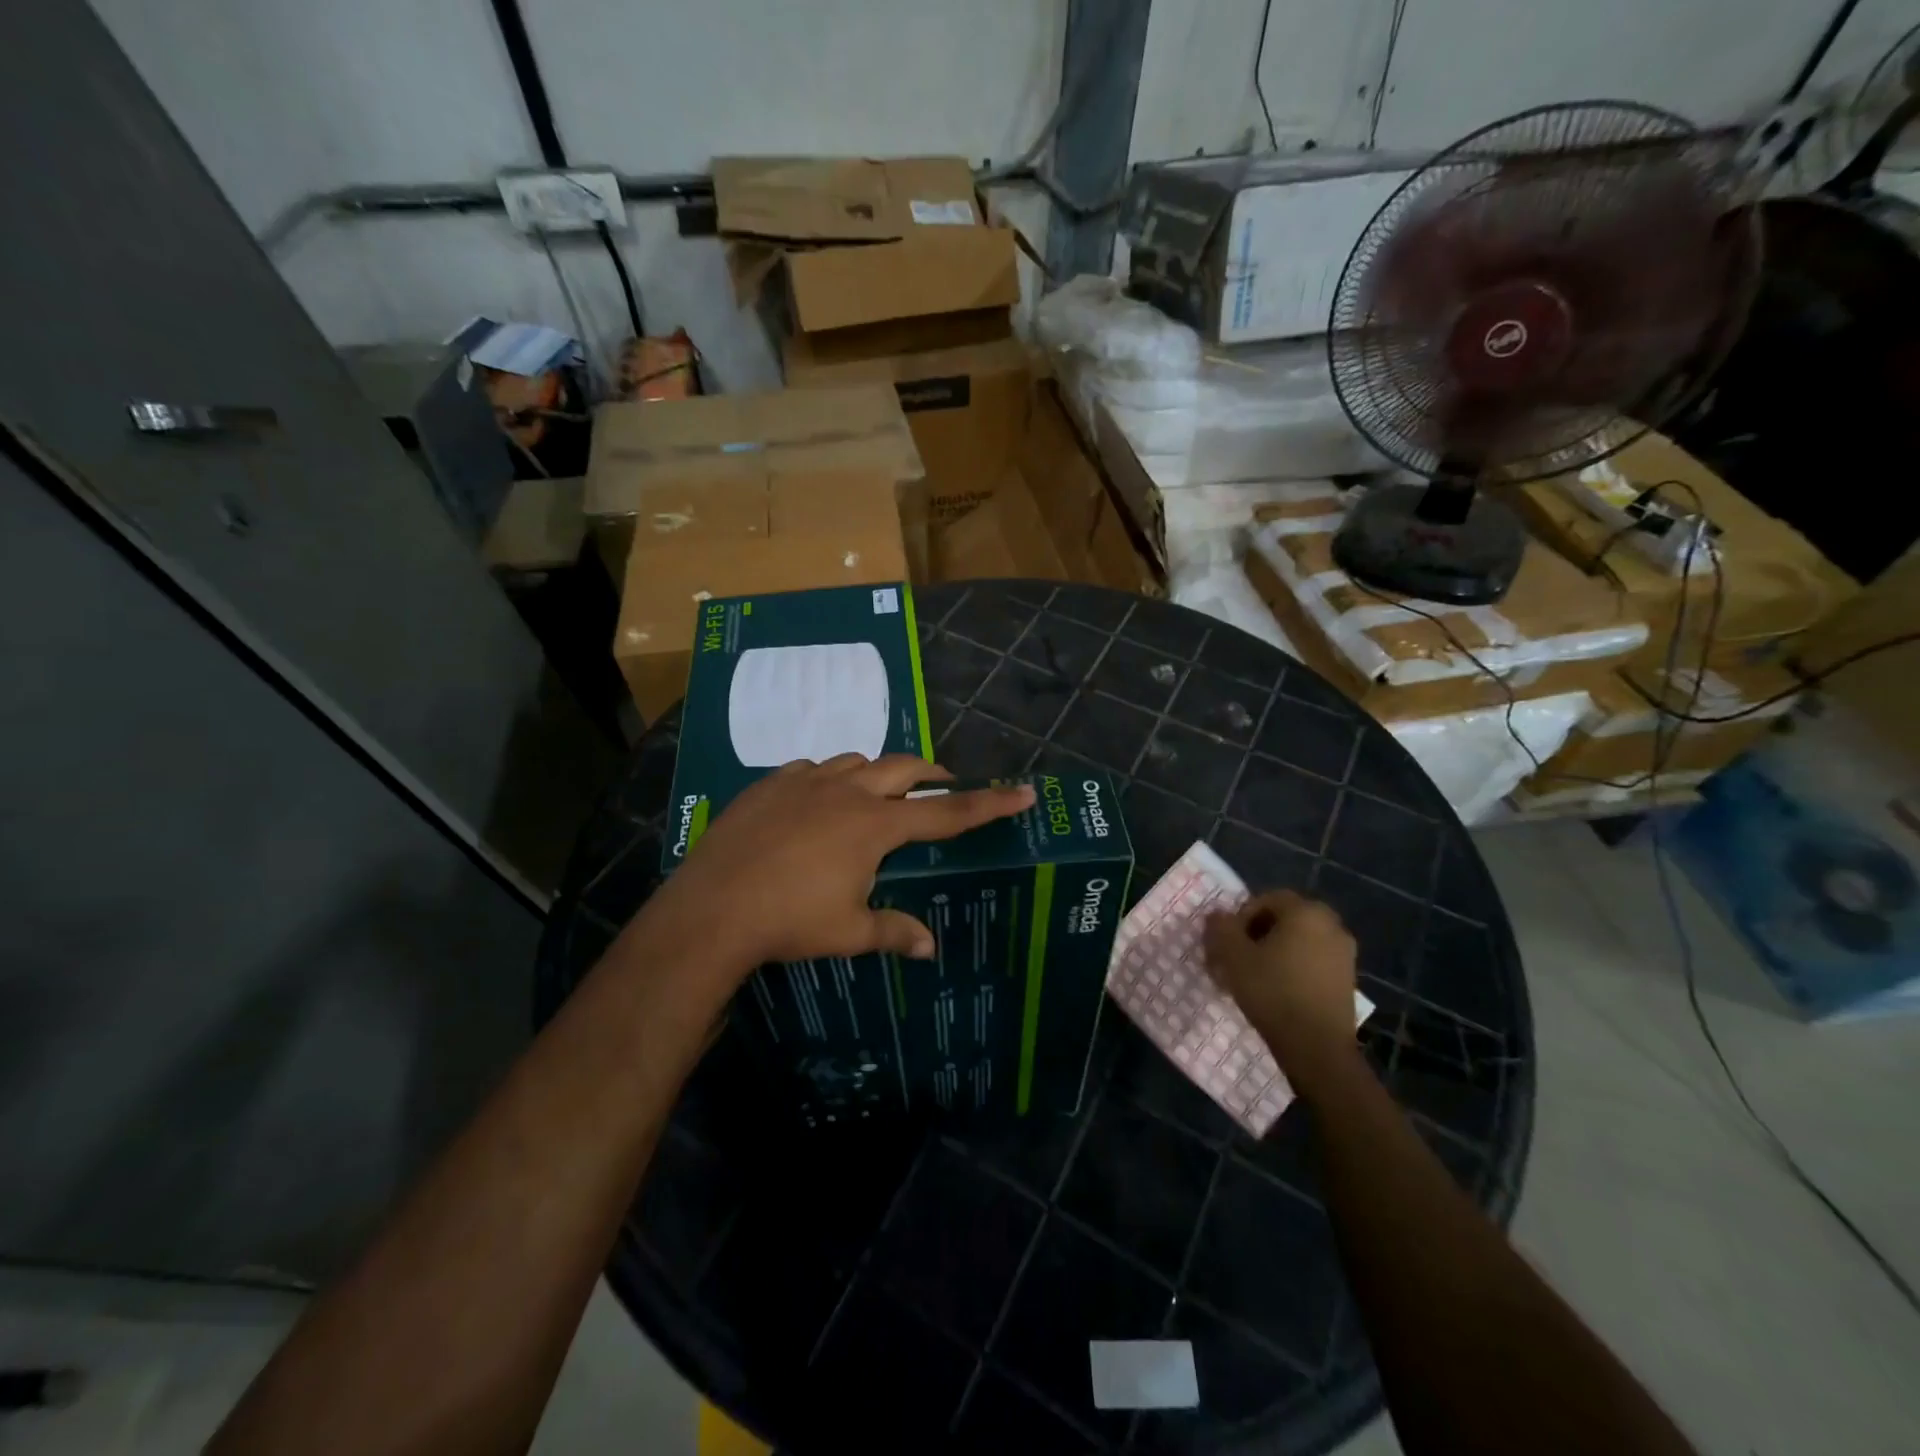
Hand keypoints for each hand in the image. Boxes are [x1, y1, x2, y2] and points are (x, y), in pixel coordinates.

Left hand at [650, 754, 1034, 977]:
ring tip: (874, 798)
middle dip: (931, 774)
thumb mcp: (849, 932)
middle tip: (942, 787)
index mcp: (875, 826)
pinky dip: (826, 780)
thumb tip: (929, 948)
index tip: (1021, 791)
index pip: (946, 812)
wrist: (712, 907)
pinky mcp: (769, 785)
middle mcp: (847, 792)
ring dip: (876, 774)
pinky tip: (815, 803)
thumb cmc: (790, 922)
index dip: (988, 803)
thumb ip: (894, 932)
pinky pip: (810, 769)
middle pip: (903, 768)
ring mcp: (805, 782)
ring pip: (855, 760)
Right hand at [1204, 890, 1359, 1085]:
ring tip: (1252, 978)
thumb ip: (1221, 927)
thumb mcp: (1232, 955)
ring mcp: (1344, 954)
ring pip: (1298, 942)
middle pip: (1284, 920)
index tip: (1227, 942)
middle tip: (1236, 958)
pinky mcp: (1348, 980)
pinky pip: (1312, 962)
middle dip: (1256, 935)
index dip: (1240, 917)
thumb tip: (1217, 916)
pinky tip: (1275, 992)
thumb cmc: (1272, 991)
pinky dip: (1292, 969)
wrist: (1316, 1047)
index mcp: (1306, 911)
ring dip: (1273, 953)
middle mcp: (1331, 925)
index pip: (1266, 899)